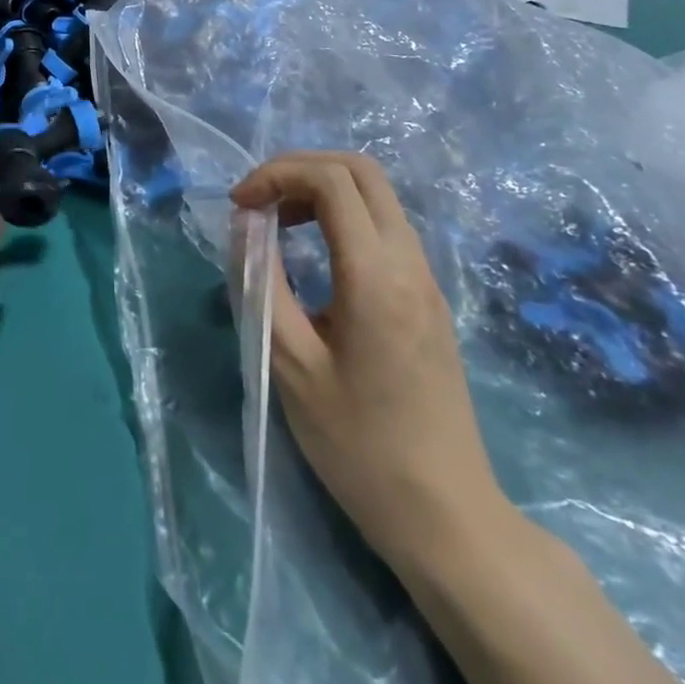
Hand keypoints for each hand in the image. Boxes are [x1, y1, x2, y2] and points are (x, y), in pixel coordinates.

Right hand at [232, 151, 507, 560]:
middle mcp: (410, 263)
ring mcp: (427, 278)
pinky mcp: (429, 297)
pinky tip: (314, 254)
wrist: (445, 515)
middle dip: (300, 168)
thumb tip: (245, 225)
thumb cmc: (358, 445)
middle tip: (257, 200)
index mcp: (376, 277)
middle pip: (361, 170)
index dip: (276, 174)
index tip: (239, 206)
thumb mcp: (290, 366)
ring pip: (376, 195)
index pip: (332, 181)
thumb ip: (261, 284)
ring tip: (277, 223)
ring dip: (321, 190)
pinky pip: (385, 226)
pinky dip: (342, 216)